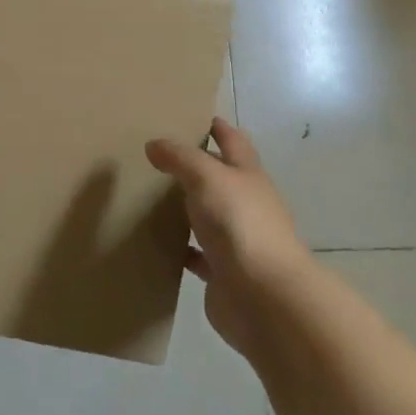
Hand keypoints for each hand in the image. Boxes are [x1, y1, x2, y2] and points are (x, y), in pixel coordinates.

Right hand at [147, 119, 310, 355]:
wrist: (264, 298)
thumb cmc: (239, 224)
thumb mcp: (206, 177)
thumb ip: (180, 157)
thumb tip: (154, 144)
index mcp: (248, 176)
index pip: (234, 141)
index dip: (218, 127)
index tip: (194, 116)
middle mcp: (247, 204)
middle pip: (221, 178)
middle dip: (197, 166)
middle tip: (159, 156)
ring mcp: (238, 240)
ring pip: (209, 216)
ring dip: (188, 207)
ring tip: (151, 196)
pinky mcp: (224, 273)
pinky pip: (199, 255)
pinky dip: (183, 248)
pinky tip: (159, 243)